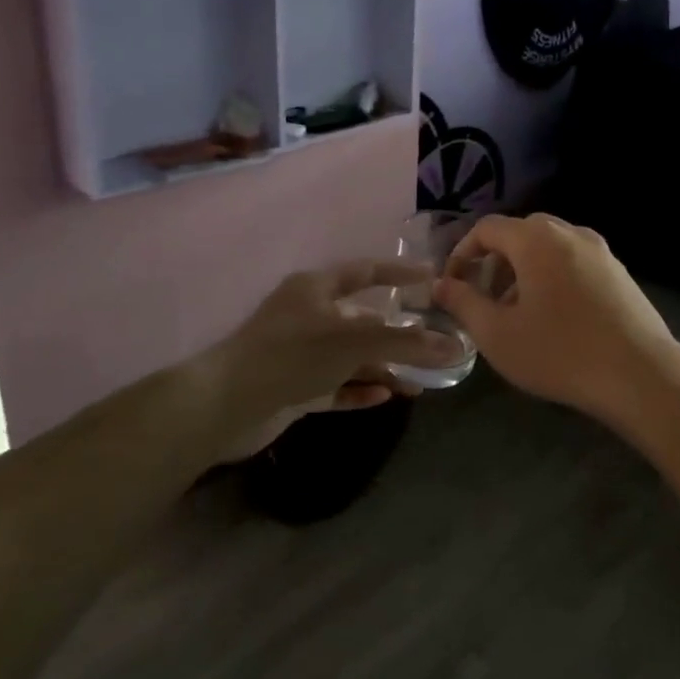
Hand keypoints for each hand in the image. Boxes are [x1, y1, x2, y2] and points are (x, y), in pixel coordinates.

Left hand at [195, 260, 463, 456]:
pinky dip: (358, 388)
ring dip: (381, 367)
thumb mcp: (355, 342)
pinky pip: (334, 385)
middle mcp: (306, 315)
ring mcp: (297, 353)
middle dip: (396, 333)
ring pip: (349, 356)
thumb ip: (407, 344)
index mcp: (315, 289)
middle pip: (361, 319)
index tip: (431, 277)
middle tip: (431, 343)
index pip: (365, 272)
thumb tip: (456, 347)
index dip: (399, 274)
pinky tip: (384, 396)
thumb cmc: (292, 355)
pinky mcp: (290, 387)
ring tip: (417, 384)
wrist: (223, 406)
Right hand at [433, 213, 679, 418]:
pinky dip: (552, 276)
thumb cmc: (560, 352)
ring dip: (524, 270)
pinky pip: (573, 261)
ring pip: (549, 247)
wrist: (640, 374)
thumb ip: (463, 303)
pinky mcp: (619, 271)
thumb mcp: (498, 334)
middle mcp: (569, 233)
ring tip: (517, 312)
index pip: (487, 228)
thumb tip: (441, 284)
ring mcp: (600, 250)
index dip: (462, 253)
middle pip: (520, 233)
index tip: (453, 286)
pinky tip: (555, 317)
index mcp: (536, 240)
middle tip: (484, 298)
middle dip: (494, 261)